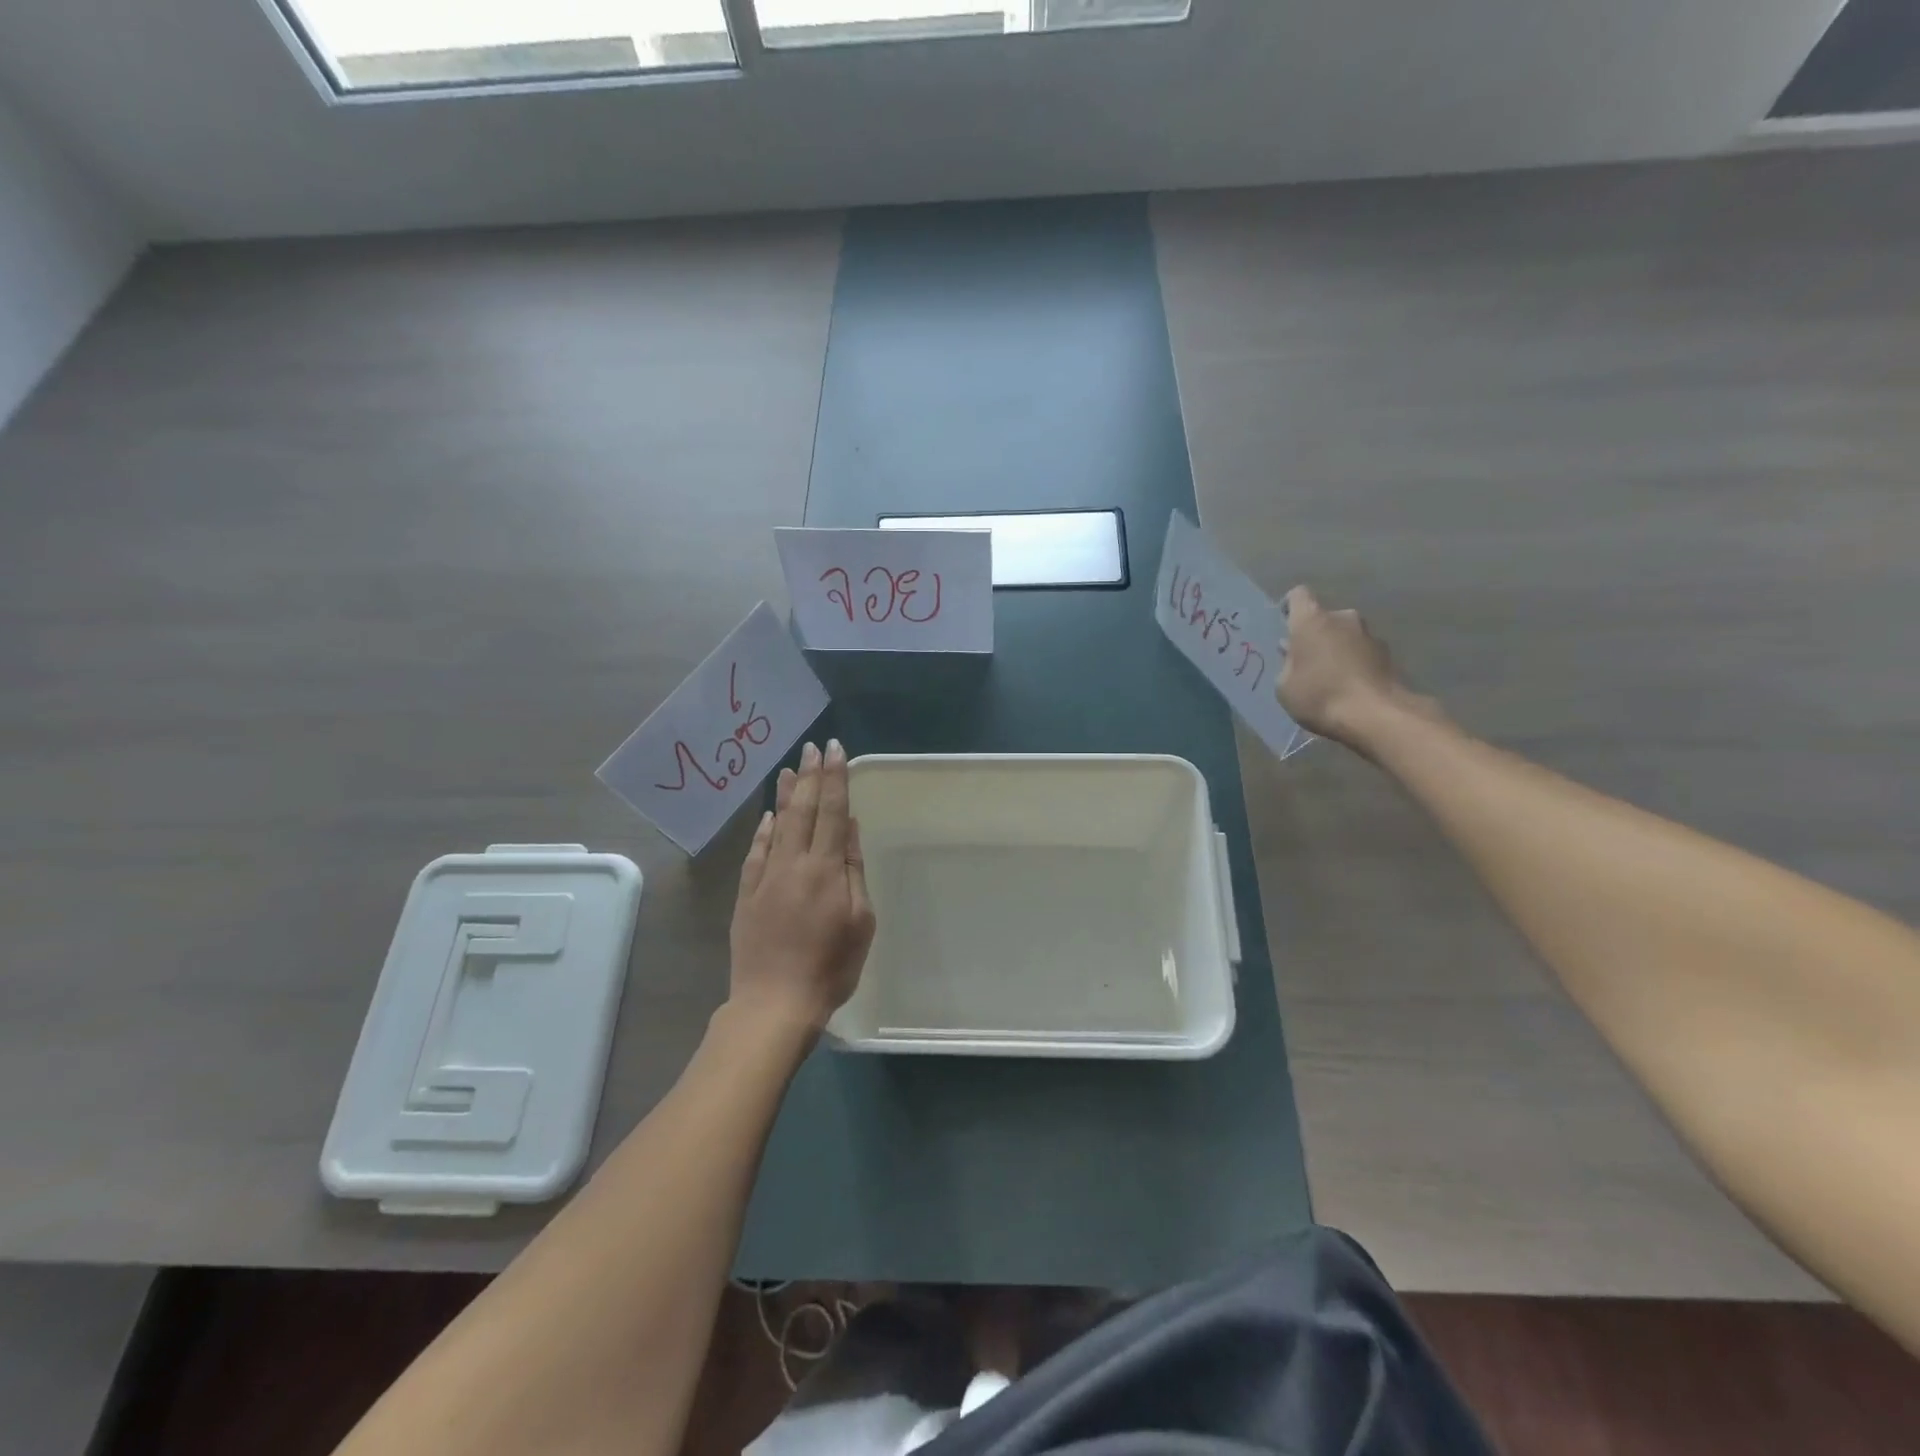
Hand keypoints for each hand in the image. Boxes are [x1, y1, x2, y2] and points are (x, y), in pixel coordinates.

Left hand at [728, 739, 875, 1032]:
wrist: (774, 1003)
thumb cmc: (830, 967)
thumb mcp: (860, 921)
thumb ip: (853, 870)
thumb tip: (851, 829)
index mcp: (826, 869)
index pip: (833, 812)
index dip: (836, 779)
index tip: (836, 750)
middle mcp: (794, 864)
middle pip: (804, 811)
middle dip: (811, 776)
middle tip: (813, 747)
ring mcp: (766, 877)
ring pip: (778, 825)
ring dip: (786, 795)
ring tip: (790, 768)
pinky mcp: (746, 894)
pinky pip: (755, 852)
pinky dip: (763, 830)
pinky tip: (768, 815)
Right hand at [1278, 587, 1441, 751]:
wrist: (1377, 715)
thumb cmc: (1320, 696)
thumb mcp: (1284, 686)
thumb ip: (1287, 664)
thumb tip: (1294, 654)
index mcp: (1312, 620)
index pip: (1298, 596)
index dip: (1289, 607)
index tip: (1284, 625)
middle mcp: (1342, 618)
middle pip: (1323, 618)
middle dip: (1313, 635)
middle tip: (1304, 660)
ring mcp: (1369, 634)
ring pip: (1344, 635)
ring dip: (1335, 649)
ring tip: (1328, 677)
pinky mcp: (1388, 654)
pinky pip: (1361, 652)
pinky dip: (1353, 663)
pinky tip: (1348, 687)